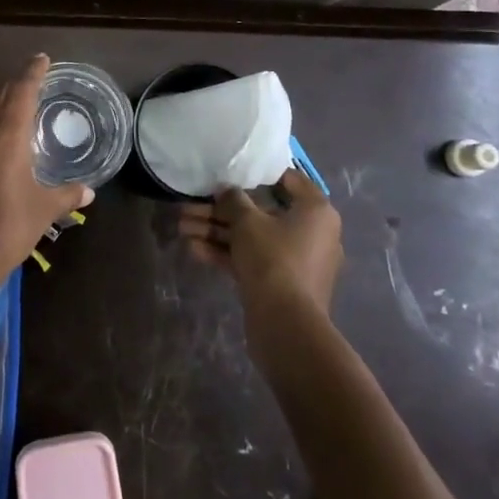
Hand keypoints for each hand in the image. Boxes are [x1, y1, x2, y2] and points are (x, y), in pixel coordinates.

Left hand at [0, 54, 92, 301]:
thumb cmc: (7, 228)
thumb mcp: (44, 211)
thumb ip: (66, 195)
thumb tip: (88, 192)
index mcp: (7, 133)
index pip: (21, 89)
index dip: (32, 71)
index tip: (41, 59)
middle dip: (6, 85)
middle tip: (22, 91)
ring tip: (0, 119)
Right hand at [178, 166, 342, 321]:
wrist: (286, 326)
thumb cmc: (273, 259)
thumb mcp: (247, 221)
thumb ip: (233, 200)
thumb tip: (226, 190)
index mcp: (315, 211)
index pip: (288, 180)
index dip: (257, 174)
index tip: (231, 172)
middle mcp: (311, 233)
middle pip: (261, 212)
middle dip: (221, 211)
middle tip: (190, 206)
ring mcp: (296, 261)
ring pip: (252, 238)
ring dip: (217, 232)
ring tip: (182, 227)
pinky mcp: (281, 284)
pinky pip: (253, 260)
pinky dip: (227, 253)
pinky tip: (193, 249)